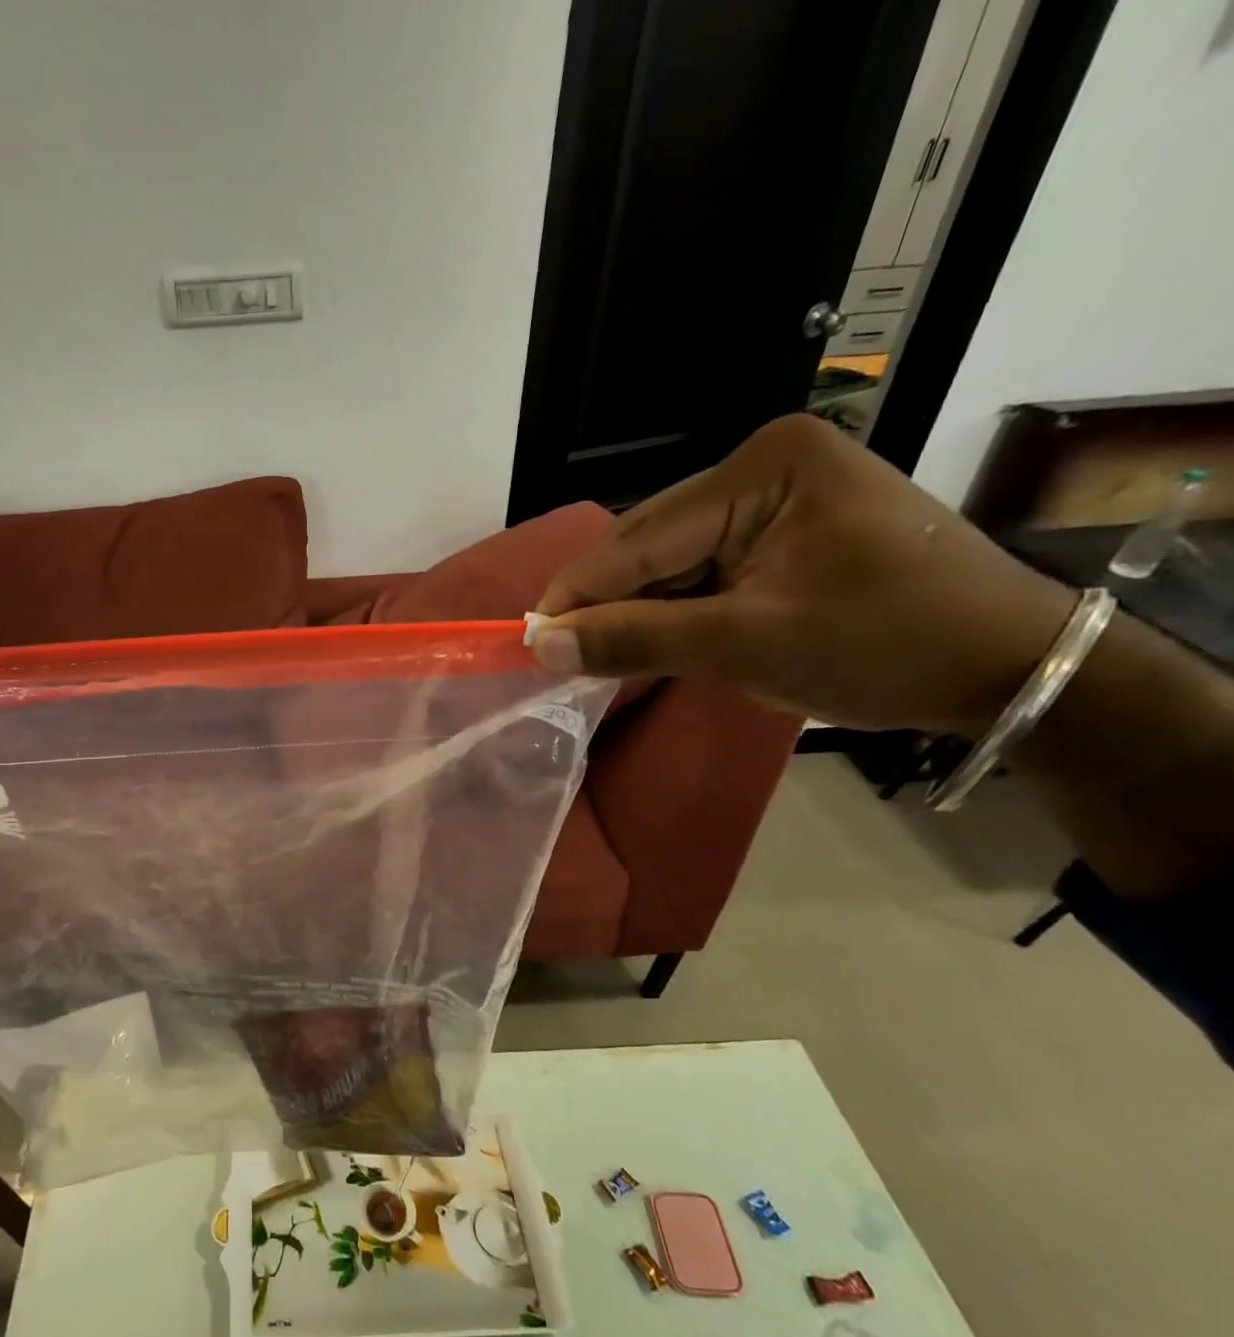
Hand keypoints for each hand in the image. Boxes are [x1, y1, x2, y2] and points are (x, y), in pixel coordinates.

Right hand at [529, 414, 1077, 734]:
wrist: (1011, 668)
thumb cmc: (884, 646)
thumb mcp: (745, 645)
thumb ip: (635, 638)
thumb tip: (540, 645)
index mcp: (764, 468)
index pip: (642, 538)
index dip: (579, 593)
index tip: (525, 640)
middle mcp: (764, 466)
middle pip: (652, 544)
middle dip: (610, 603)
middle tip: (563, 657)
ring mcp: (777, 496)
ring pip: (672, 561)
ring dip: (641, 610)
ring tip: (604, 656)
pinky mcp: (785, 529)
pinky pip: (704, 570)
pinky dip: (676, 610)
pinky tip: (658, 640)